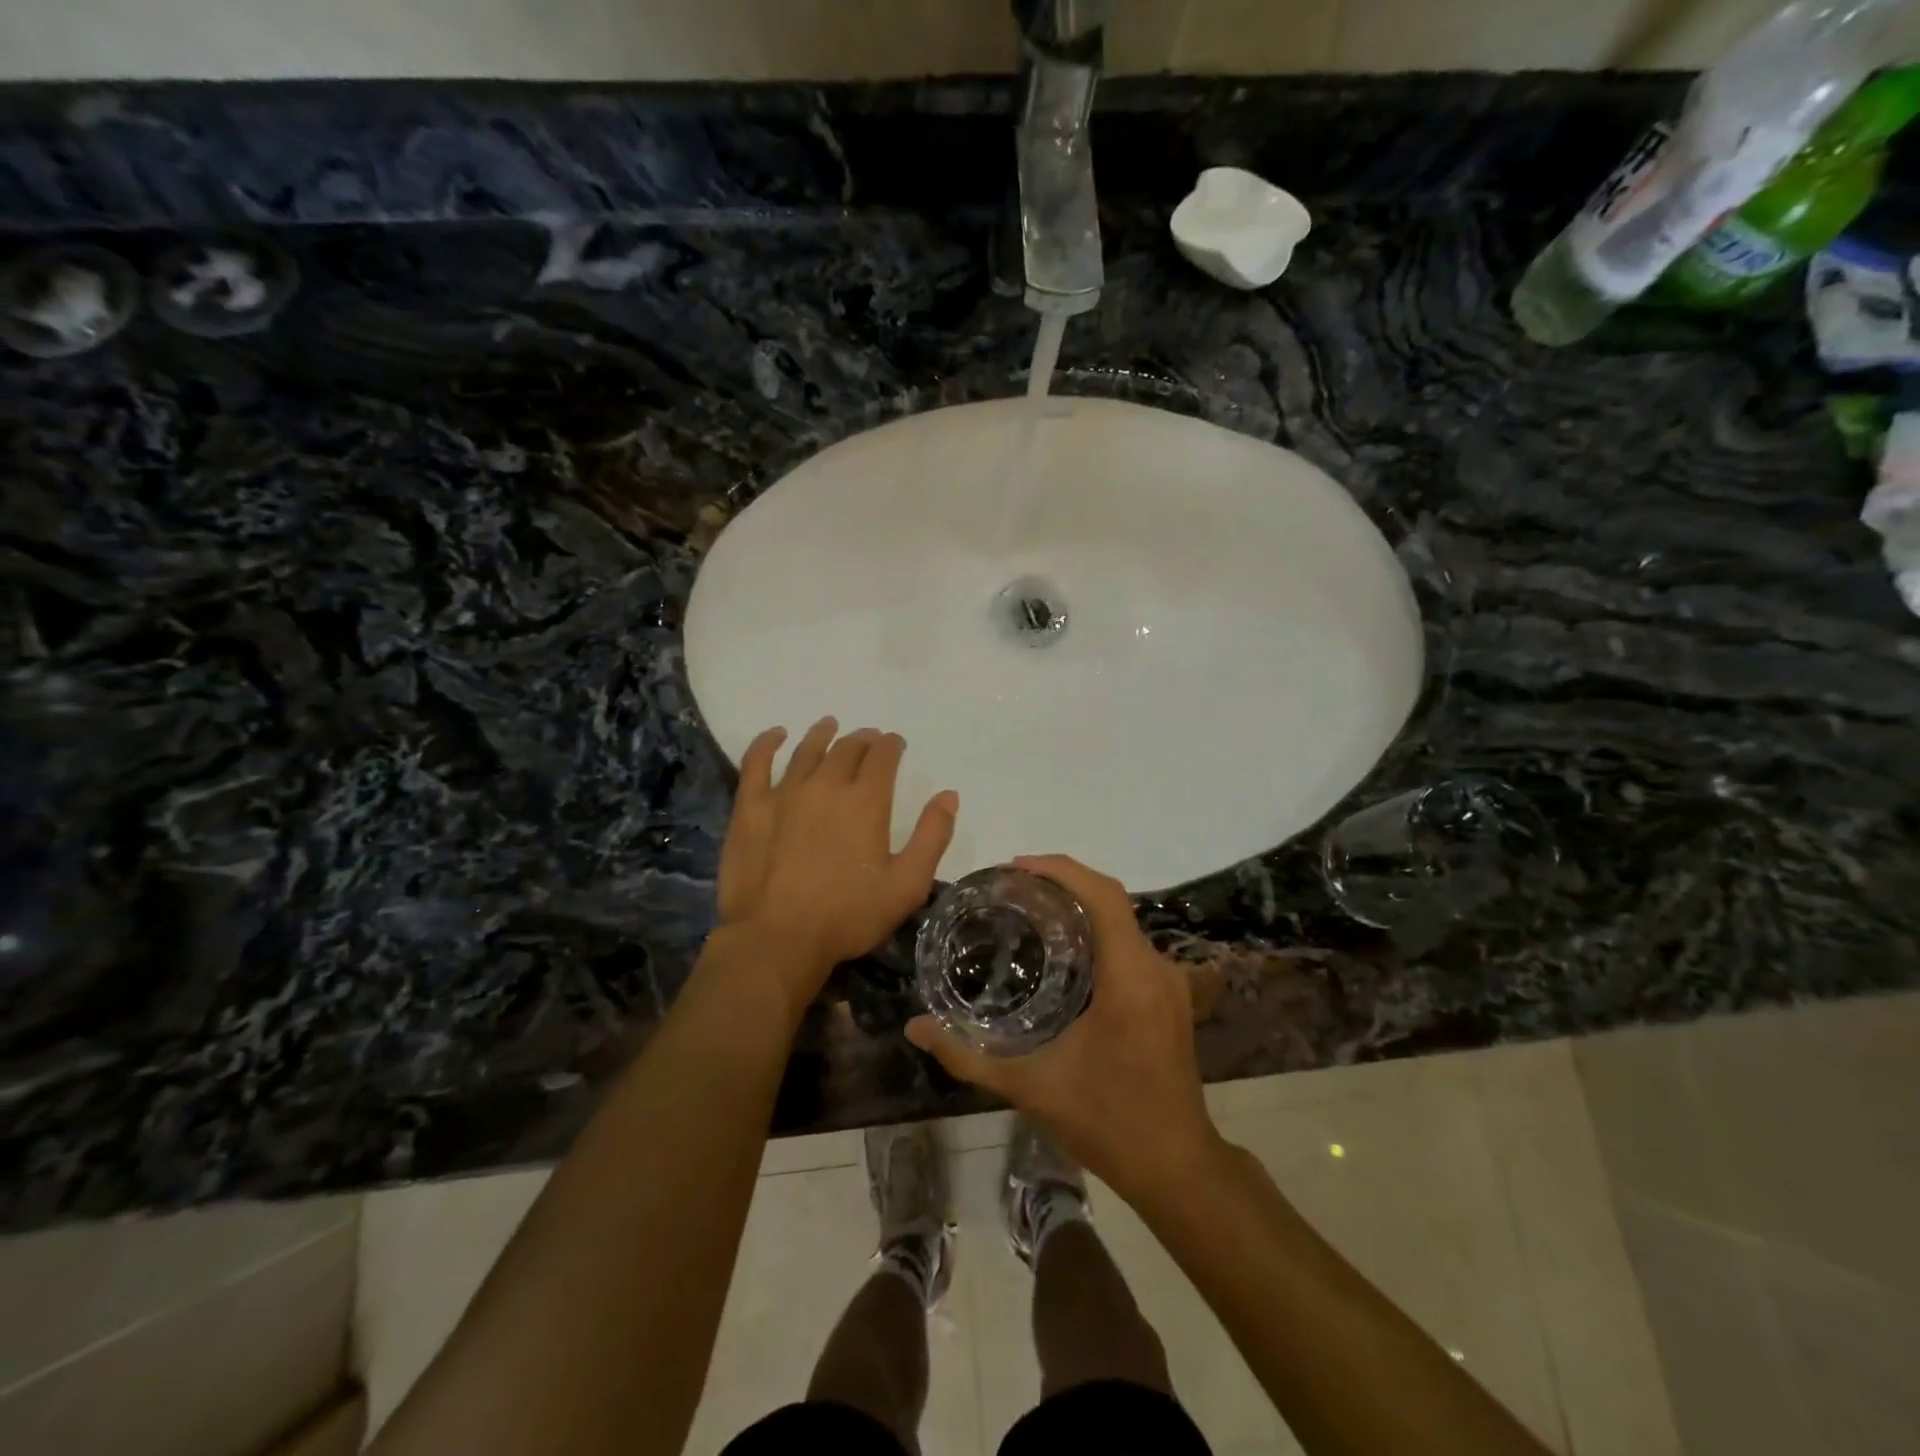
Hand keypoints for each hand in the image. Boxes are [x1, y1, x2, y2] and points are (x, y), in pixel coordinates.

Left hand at [717, 717, 958, 1001]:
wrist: (777, 937)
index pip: (883, 756)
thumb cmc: (847, 915)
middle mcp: (826, 784)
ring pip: (807, 750)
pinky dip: (767, 743)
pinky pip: (757, 762)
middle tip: (868, 740)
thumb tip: (948, 795)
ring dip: (823, 734)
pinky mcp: (751, 807)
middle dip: (863, 740)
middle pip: (847, 748)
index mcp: (866, 800)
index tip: (896, 744)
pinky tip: (776, 735)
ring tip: (830, 726)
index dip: (892, 745)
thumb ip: (932, 836)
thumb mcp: (906, 885)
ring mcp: (784, 792)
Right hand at [906, 854, 1224, 1201]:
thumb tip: (914, 1027)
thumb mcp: (1031, 1088)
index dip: (1060, 870)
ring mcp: (1168, 981)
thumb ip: (968, 1056)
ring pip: (1122, 920)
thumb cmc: (1107, 1123)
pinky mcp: (1169, 995)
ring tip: (1029, 911)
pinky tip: (1062, 952)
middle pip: (1111, 899)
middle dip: (1062, 882)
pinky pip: (1130, 943)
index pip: (1103, 895)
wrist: (1176, 1167)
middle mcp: (1156, 968)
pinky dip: (1096, 932)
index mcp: (1130, 977)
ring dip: (1079, 906)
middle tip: (1011, 890)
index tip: (1015, 867)